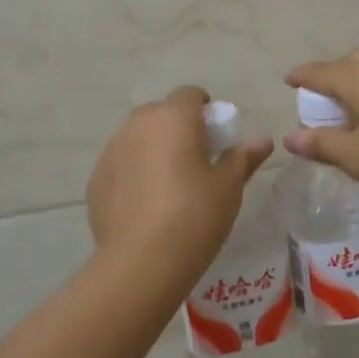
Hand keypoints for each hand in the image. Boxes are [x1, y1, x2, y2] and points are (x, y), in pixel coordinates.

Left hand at [86, 86, 273, 286]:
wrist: (140, 263)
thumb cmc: (194, 216)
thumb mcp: (228, 187)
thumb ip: (244, 157)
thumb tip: (262, 140)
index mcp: (173, 118)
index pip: (190, 94)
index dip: (206, 111)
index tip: (217, 139)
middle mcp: (137, 125)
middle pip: (161, 113)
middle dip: (179, 128)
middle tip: (196, 161)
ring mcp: (111, 151)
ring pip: (138, 137)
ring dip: (154, 149)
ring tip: (170, 185)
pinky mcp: (95, 179)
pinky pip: (121, 164)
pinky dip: (134, 173)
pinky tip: (146, 205)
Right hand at [283, 49, 358, 214]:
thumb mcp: (354, 156)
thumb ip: (319, 143)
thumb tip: (290, 138)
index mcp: (356, 72)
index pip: (316, 72)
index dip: (300, 78)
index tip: (289, 82)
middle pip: (343, 67)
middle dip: (328, 85)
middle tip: (320, 112)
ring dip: (354, 88)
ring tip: (349, 116)